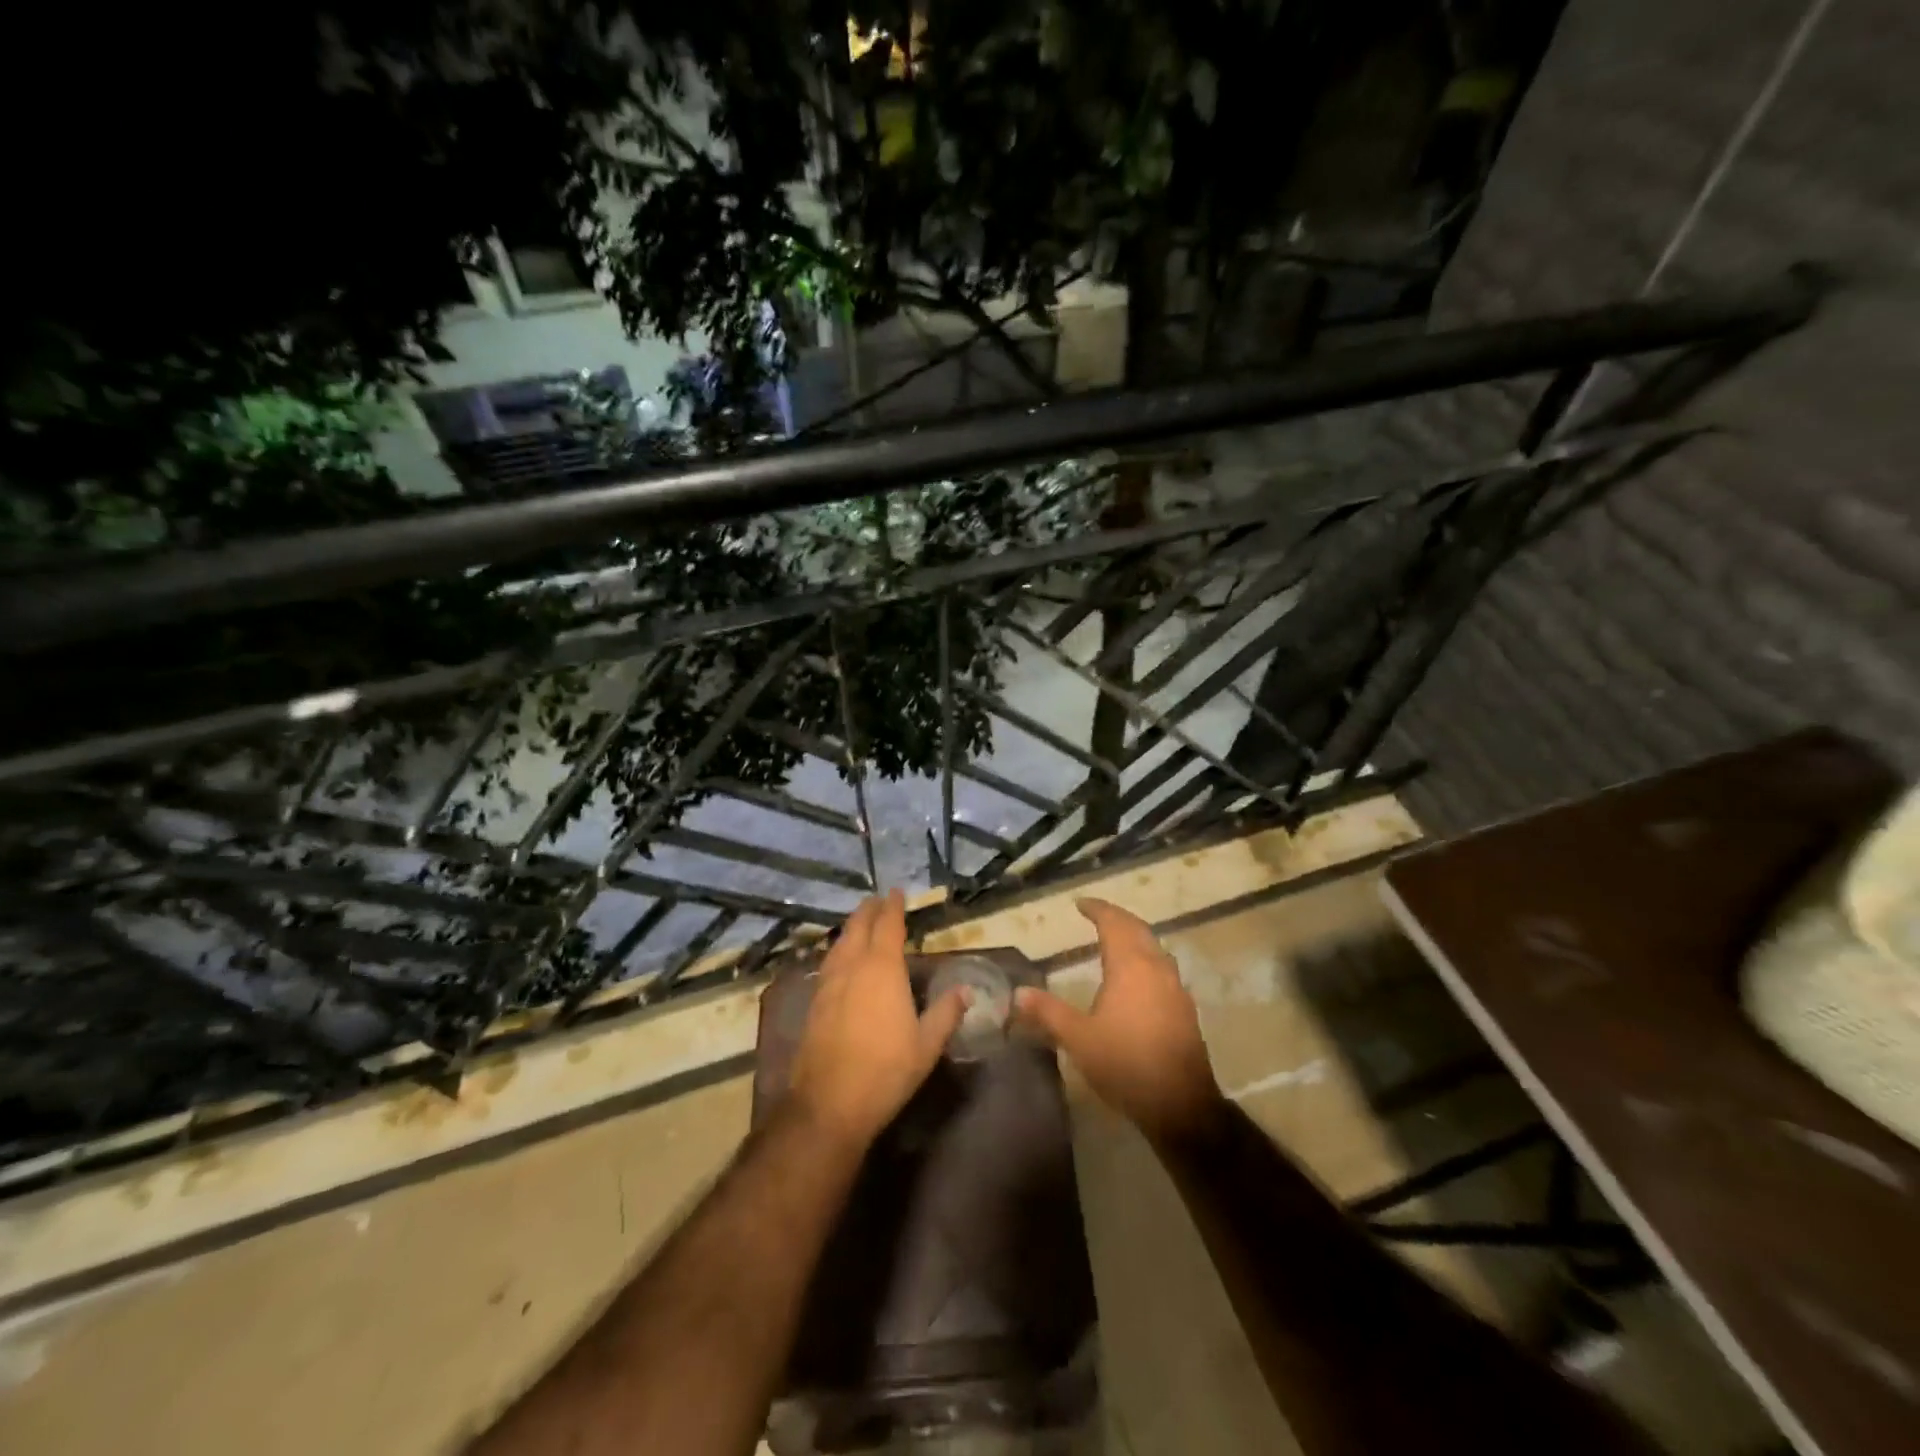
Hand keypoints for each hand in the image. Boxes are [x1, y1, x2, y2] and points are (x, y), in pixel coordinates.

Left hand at [787, 889, 968, 1147]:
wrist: (829, 1103)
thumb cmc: (886, 1070)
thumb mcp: (927, 1044)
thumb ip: (946, 1013)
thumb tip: (965, 990)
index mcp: (883, 969)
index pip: (888, 926)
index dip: (892, 907)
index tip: (895, 892)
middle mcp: (853, 967)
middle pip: (858, 928)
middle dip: (867, 911)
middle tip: (876, 900)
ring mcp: (829, 984)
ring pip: (839, 944)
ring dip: (850, 929)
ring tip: (858, 924)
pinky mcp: (815, 1004)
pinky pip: (828, 964)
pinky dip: (838, 952)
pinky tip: (840, 961)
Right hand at [1014, 897, 1222, 1142]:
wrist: (1180, 1104)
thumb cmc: (1125, 1063)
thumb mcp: (1078, 1038)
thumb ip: (1048, 1011)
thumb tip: (1018, 992)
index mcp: (1130, 966)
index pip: (1114, 923)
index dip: (1097, 909)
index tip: (1081, 903)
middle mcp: (1156, 968)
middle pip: (1137, 929)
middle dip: (1117, 918)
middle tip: (1096, 915)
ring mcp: (1175, 988)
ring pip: (1154, 948)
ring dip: (1134, 937)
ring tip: (1115, 941)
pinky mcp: (1185, 1009)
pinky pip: (1163, 969)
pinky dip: (1146, 959)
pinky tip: (1137, 978)